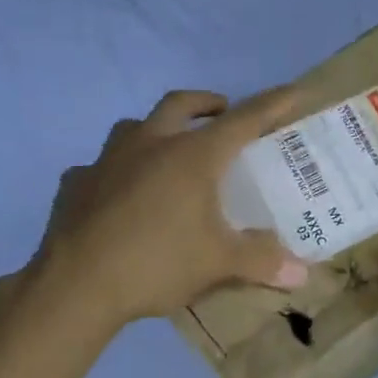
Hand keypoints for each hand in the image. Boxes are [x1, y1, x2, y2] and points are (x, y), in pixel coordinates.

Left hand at [24, 89, 309, 329]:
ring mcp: (107, 160)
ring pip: (135, 127)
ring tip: (168, 152)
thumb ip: (262, 262)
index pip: (243, 120)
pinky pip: (101, 166)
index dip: (272, 105)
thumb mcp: (218, 264)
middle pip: (181, 104)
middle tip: (222, 114)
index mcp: (192, 156)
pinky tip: (121, 195)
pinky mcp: (77, 183)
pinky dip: (118, 171)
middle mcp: (149, 144)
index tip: (293, 91)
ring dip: (157, 130)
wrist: (75, 286)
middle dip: (207, 103)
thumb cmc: (157, 263)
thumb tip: (302, 275)